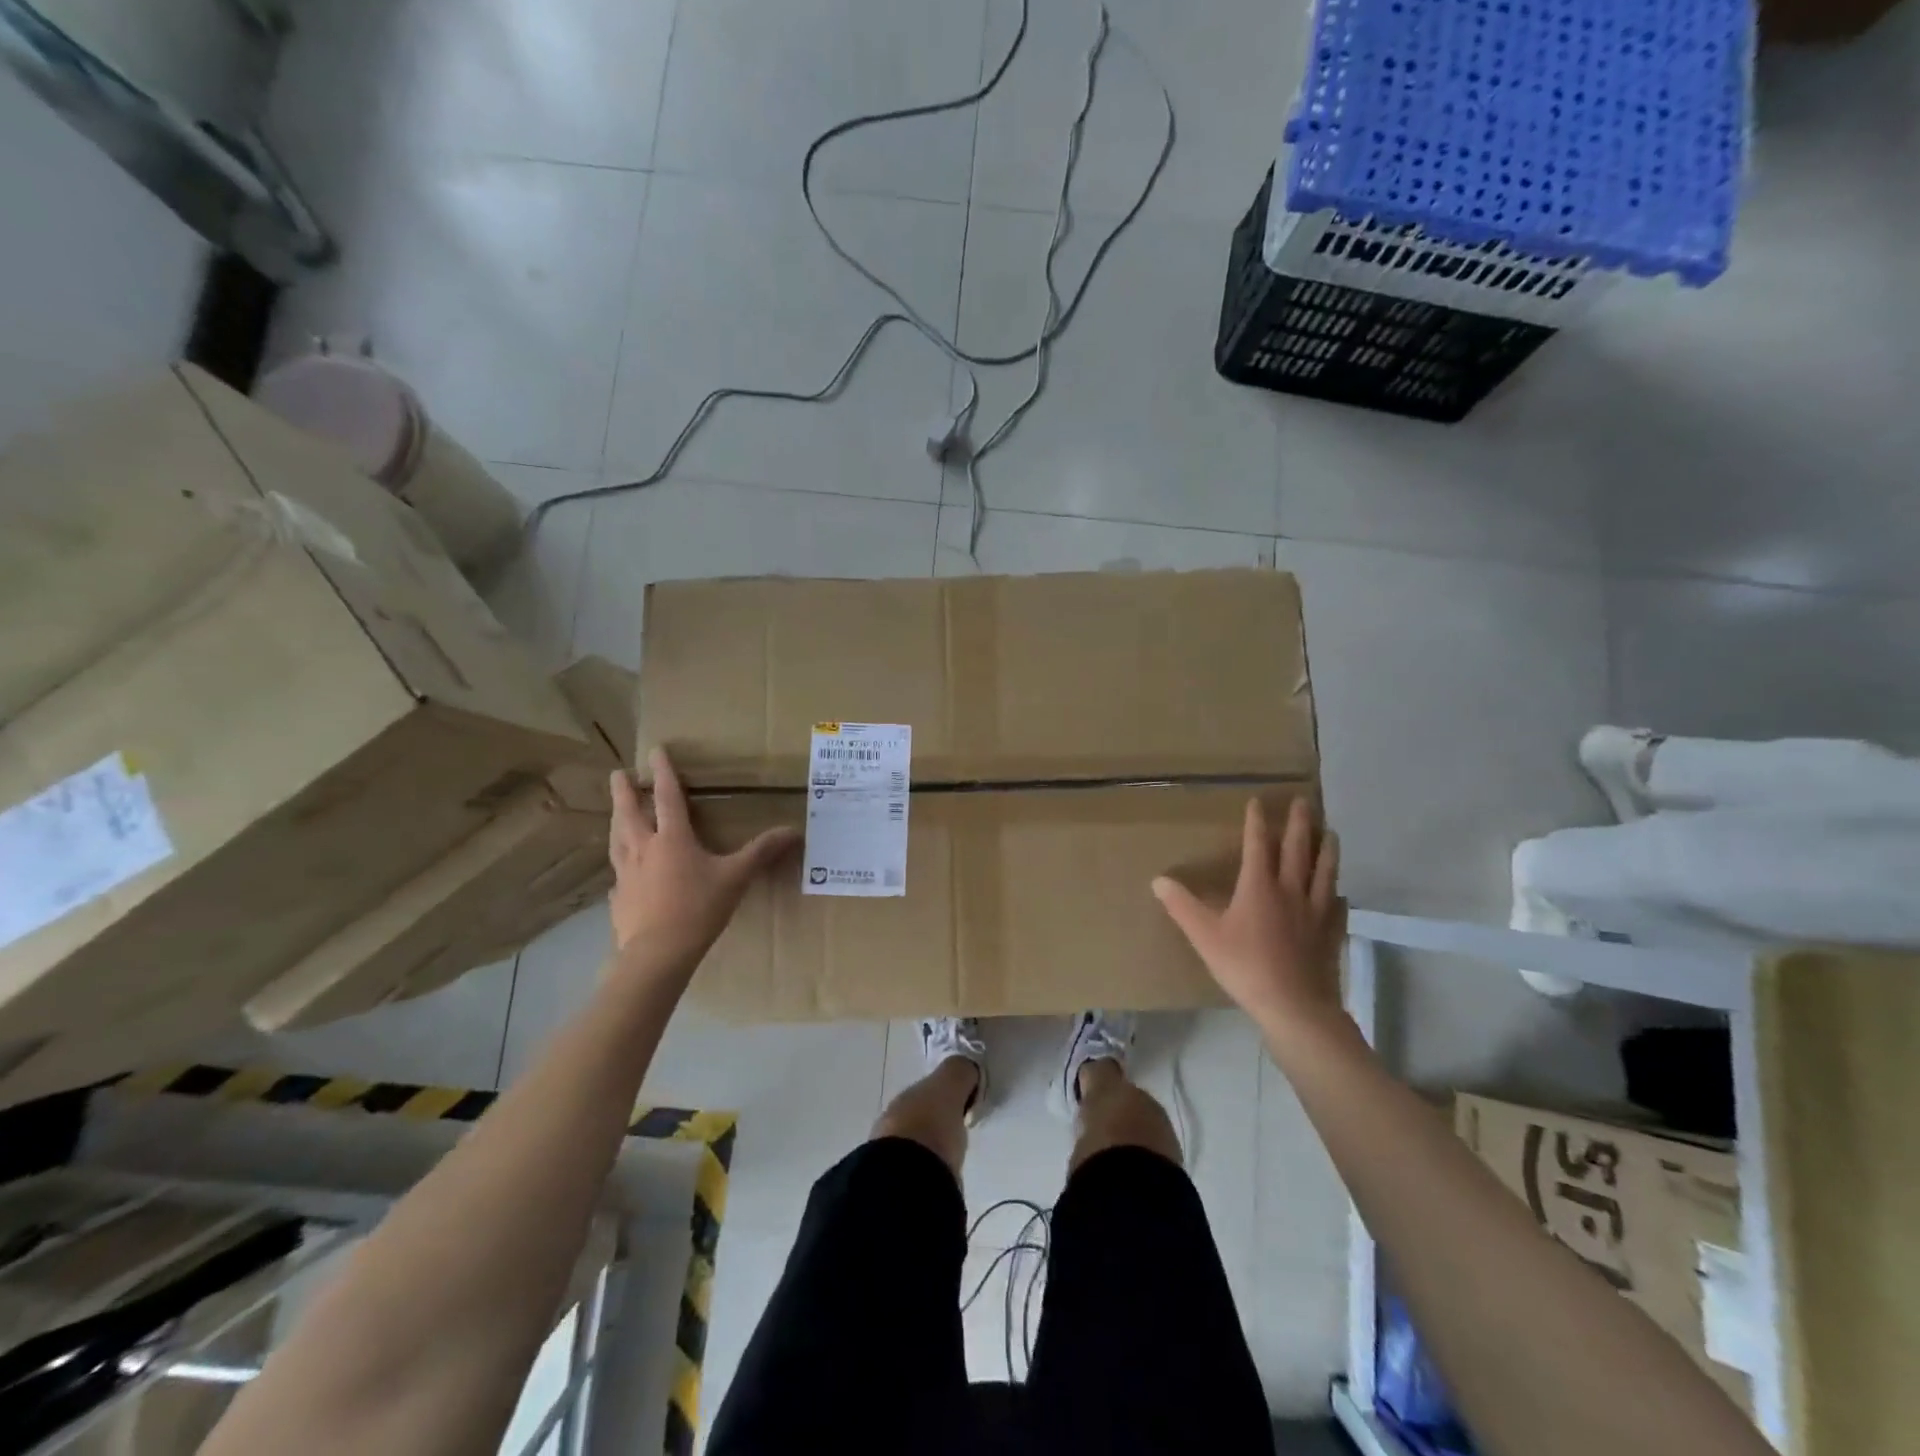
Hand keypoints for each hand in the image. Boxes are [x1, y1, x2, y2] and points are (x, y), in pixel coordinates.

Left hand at [608, 748, 799, 969]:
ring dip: (616, 821)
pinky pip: (617, 875)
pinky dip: (620, 866)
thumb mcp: (736, 877)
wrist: (658, 953)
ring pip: (616, 839)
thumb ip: (761, 852)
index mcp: (672, 838)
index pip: (666, 797)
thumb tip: (793, 831)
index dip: (662, 772)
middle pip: (629, 813)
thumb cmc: (698, 908)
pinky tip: (622, 874)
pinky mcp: (618, 899)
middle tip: (617, 773)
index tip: (655, 750)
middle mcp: (643, 849)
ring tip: (615, 813)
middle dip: (624, 791)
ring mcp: (625, 874)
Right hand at [1152, 797, 1347, 1037]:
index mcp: (1258, 887)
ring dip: (1326, 850)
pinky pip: (1337, 907)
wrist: (1295, 1005)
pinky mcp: (1331, 933)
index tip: (1259, 801)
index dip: (1257, 822)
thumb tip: (1158, 880)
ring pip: (1324, 872)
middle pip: (1297, 850)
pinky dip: (1338, 894)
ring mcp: (1316, 912)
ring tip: (1330, 833)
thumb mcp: (1204, 936)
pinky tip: (1340, 893)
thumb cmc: (1245, 966)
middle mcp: (1290, 891)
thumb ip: (1182, 906)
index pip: (1258, 845)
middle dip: (1299, 824)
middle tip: (1303, 801)